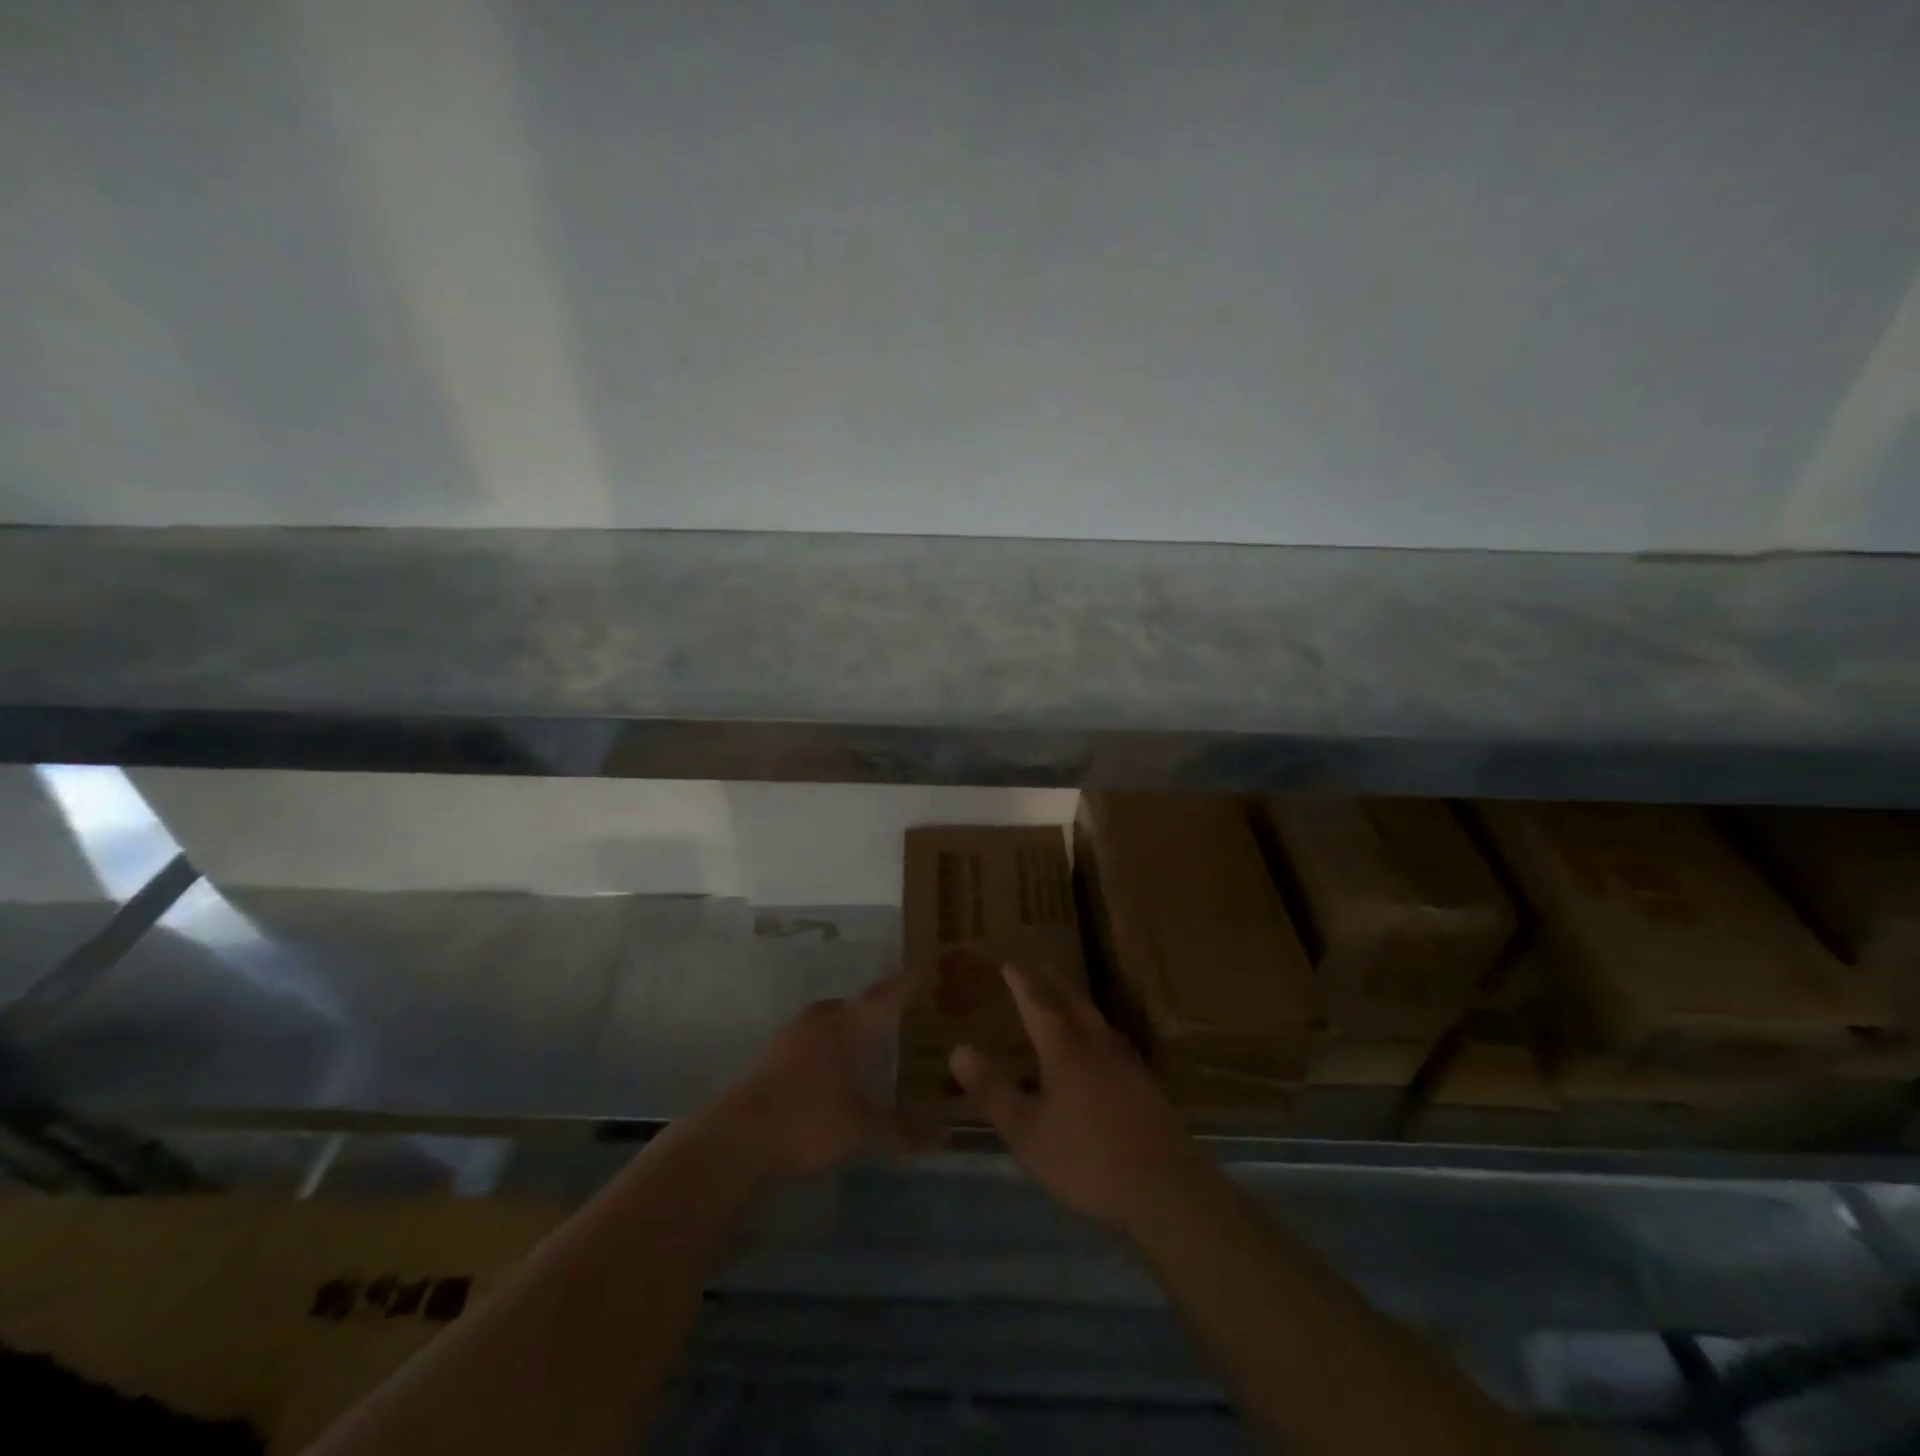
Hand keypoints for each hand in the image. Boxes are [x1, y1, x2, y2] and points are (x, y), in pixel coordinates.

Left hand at [706, 974, 911, 1184]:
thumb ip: (902, 1130)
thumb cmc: (807, 1121)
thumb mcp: (861, 1130)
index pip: (884, 996)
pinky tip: (835, 1069)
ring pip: (831, 1021)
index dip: (906, 985)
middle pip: (855, 1005)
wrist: (735, 1139)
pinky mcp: (772, 1055)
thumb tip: (945, 1134)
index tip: (925, 971)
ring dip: (850, 1028)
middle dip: (878, 1009)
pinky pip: (813, 1038)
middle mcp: (821, 1019)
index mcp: (847, 1025)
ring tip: (871, 1043)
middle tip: (902, 1017)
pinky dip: (830, 1046)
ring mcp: (792, 1035)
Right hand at [949, 964, 1197, 1231]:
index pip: (1039, 1003)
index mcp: (1065, 1049)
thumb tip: (958, 1049)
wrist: (1165, 1187)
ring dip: (1076, 1001)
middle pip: (1073, 1002)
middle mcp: (1096, 1045)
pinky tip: (1099, 1044)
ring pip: (1096, 1019)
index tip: (1009, 963)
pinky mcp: (1145, 1084)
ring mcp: (1126, 1063)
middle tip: (1038, 966)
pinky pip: (1111, 1039)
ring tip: (1065, 996)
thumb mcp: (1026, 1132)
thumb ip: (992, 1090)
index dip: (1022, 982)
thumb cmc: (1087, 1159)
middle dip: (1052, 982)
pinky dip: (1095, 1027)